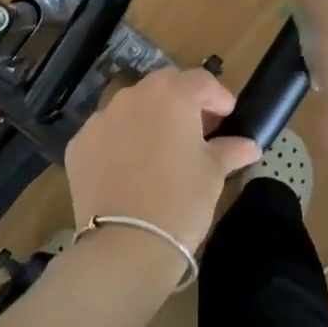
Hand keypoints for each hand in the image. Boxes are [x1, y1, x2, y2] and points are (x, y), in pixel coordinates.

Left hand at [64, 68, 262, 261]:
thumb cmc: (181, 201)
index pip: (201, 81)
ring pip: (130, 109)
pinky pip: (106, 134)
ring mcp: (99, 120)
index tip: (227, 117)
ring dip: (149, 120)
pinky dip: (120, 142)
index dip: (218, 97)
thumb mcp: (213, 174)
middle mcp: (131, 97)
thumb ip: (229, 150)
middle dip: (182, 103)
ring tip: (161, 150)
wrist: (126, 244)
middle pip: (163, 88)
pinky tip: (130, 169)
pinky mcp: (78, 146)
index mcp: (170, 95)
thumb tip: (249, 146)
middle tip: (197, 130)